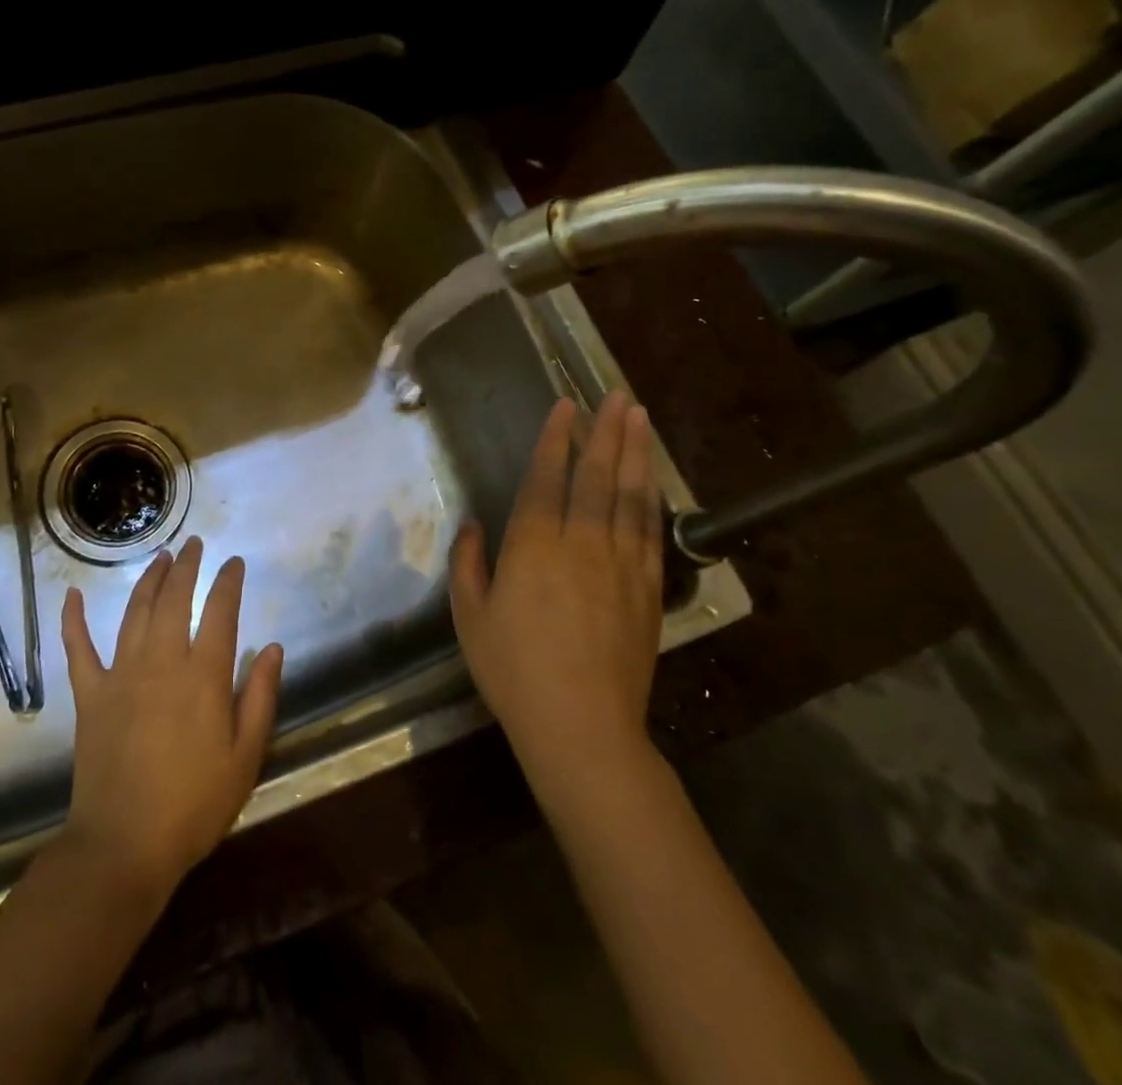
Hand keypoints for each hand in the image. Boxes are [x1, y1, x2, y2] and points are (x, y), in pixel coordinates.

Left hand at [60, 537, 284, 901]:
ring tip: (161, 558)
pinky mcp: (90, 695)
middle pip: (174, 599)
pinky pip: (78, 648)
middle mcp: (162, 662)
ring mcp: (121, 675)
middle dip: (187, 567)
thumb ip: (260, 697)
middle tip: (195, 544)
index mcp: (203, 676)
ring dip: (149, 580)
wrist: (124, 845)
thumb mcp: (245, 757)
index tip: (234, 562)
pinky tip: (73, 595)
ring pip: (135, 612)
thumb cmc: (194, 805)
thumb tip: (272, 648)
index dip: (228, 582)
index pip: (219, 612)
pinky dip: (74, 619)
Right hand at [451, 393, 663, 780]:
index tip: (565, 406)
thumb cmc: (513, 670)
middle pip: (596, 476)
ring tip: (638, 417)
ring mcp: (620, 564)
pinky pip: (650, 532)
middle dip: (605, 431)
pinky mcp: (647, 589)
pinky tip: (653, 479)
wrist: (581, 726)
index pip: (547, 478)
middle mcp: (580, 543)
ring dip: (635, 452)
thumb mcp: (470, 616)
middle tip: (615, 395)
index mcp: (533, 546)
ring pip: (630, 495)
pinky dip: (653, 498)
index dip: (556, 439)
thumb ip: (468, 564)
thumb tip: (472, 525)